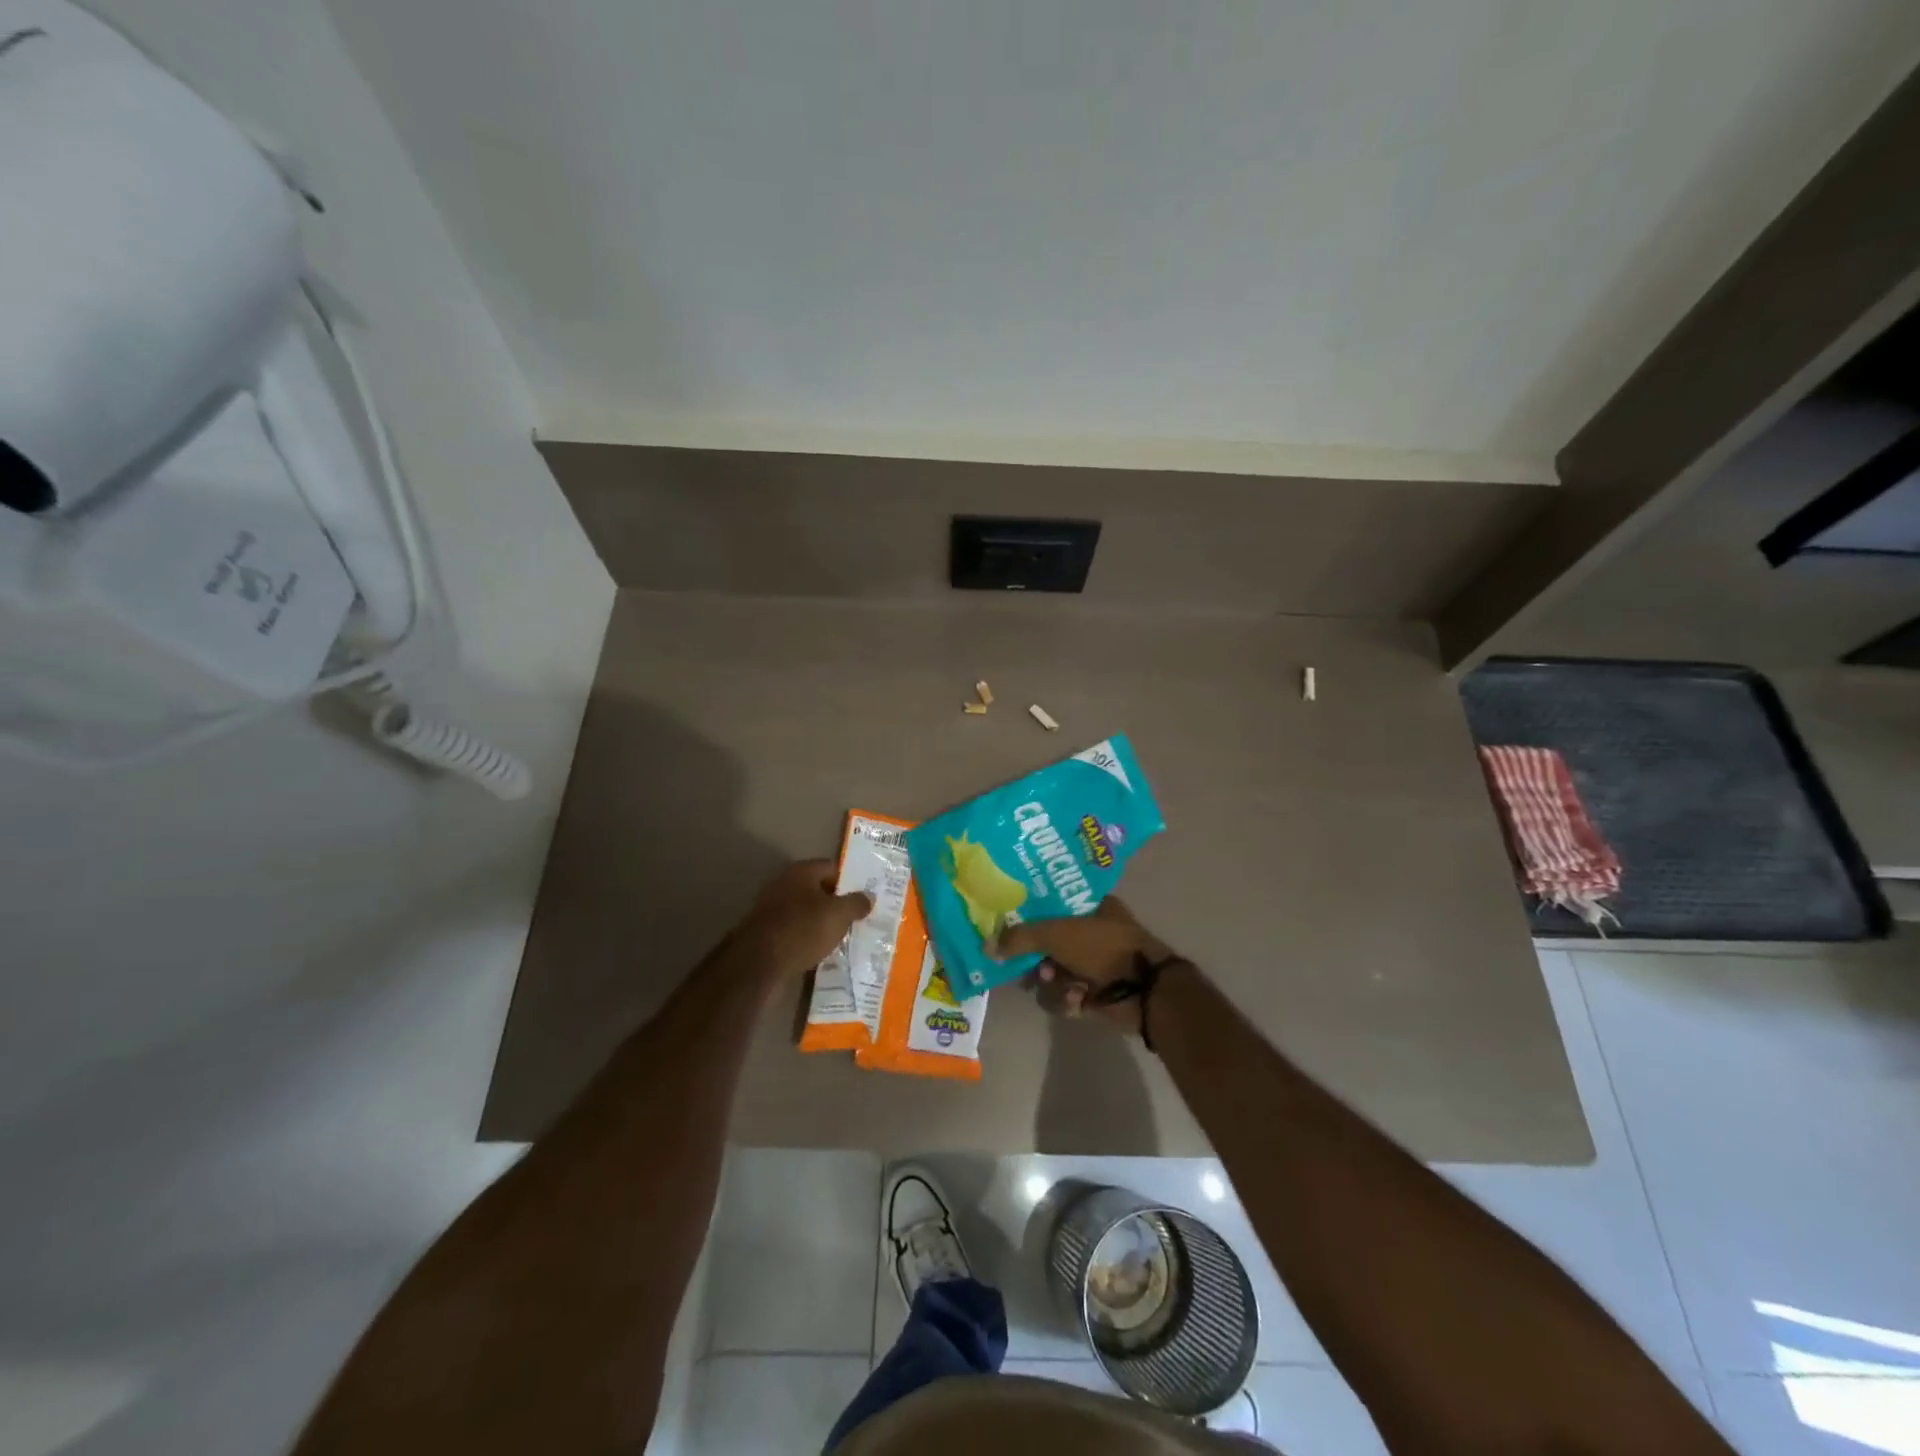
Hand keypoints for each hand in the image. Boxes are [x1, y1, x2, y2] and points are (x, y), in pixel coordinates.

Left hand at [733, 860, 872, 978]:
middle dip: (835, 903)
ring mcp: (771, 908)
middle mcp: (784, 884)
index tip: (863, 898)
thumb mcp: (839, 915)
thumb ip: (856, 903)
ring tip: (840, 937)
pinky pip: (794, 930)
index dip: (849, 881)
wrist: (759, 963)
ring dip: (820, 922)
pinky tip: (819, 951)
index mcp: (801, 871)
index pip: (832, 867)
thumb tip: (868, 896)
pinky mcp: (765, 932)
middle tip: (855, 918)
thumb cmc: (803, 929)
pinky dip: (806, 938)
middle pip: (817, 889)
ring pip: (805, 911)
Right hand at [990, 897, 1174, 1033]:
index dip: (1027, 914)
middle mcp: (1090, 933)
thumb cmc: (1103, 947)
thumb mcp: (1057, 934)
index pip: (1049, 903)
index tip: (1006, 924)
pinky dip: (1067, 999)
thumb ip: (1019, 938)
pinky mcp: (1092, 994)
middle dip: (1036, 958)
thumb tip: (986, 946)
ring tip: (1059, 982)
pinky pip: (1064, 996)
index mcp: (1090, 906)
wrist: (1144, 992)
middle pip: (1045, 943)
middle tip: (1026, 964)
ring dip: (1051, 981)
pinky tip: (1078, 1000)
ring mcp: (1092, 965)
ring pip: (1051, 973)